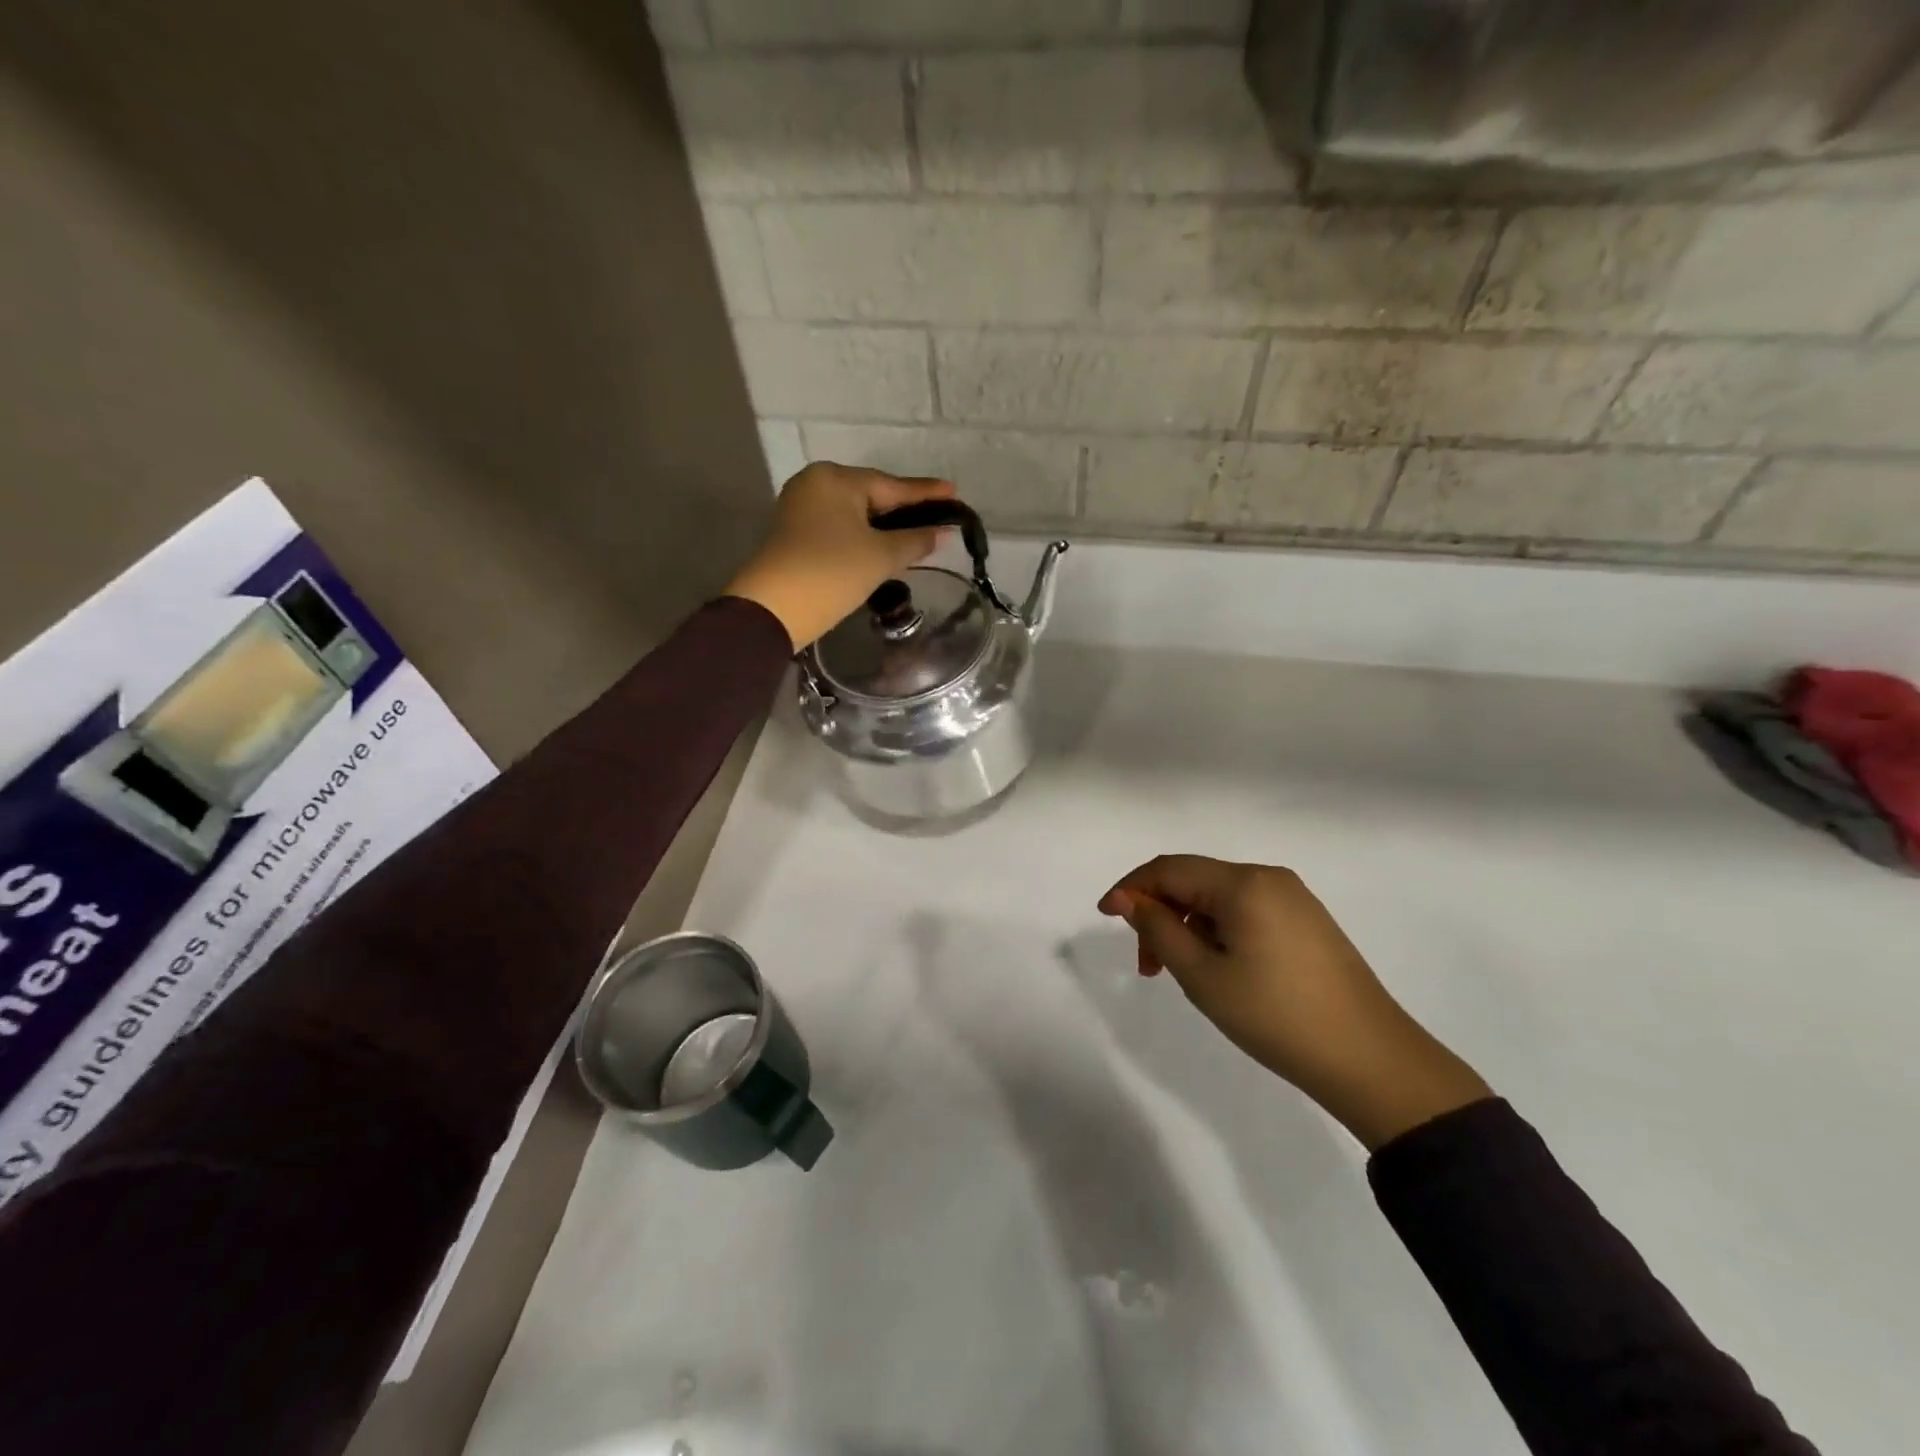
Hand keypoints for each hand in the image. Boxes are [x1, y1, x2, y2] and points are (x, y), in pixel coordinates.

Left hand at [724, 463, 955, 647]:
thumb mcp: (881, 556)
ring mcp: (801, 509)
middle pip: (871, 496)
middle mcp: (815, 484)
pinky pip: (839, 528)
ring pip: (855, 514)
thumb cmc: (832, 572)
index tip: (955, 493)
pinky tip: (883, 547)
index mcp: (836, 478)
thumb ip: (915, 540)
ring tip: (916, 533)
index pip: (892, 485)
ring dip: (885, 525)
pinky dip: (863, 536)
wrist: (774, 608)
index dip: (926, 493)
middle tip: (938, 516)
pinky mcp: (795, 535)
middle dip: (904, 509)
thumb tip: (939, 532)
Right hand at [1098, 856, 1490, 1149]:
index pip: (1169, 868)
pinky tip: (1218, 967)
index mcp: (1243, 883)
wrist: (1370, 1059)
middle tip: (1147, 966)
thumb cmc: (1276, 1015)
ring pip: (1218, 898)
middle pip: (1194, 880)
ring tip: (1182, 973)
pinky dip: (1217, 931)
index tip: (1104, 917)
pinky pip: (1245, 911)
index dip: (1131, 888)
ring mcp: (1293, 898)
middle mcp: (1269, 878)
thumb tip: (1127, 899)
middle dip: (1160, 913)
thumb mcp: (1202, 975)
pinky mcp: (1306, 921)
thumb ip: (1158, 929)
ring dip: (1188, 926)